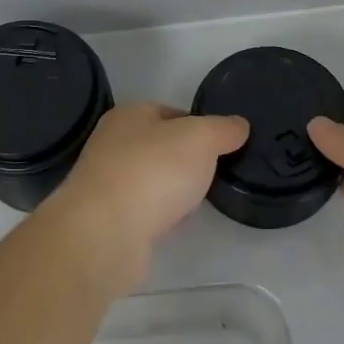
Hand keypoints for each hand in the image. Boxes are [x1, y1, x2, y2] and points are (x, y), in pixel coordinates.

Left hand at [41, 103, 248, 292]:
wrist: (104, 232)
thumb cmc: (153, 171)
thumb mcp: (201, 139)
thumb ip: (222, 129)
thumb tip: (238, 125)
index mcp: (129, 114)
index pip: (170, 112)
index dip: (199, 126)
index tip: (222, 146)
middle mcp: (112, 143)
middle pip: (159, 146)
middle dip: (186, 160)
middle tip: (213, 174)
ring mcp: (105, 182)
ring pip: (150, 179)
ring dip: (172, 189)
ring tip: (197, 201)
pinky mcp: (105, 218)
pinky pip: (142, 210)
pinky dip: (159, 215)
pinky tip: (174, 224)